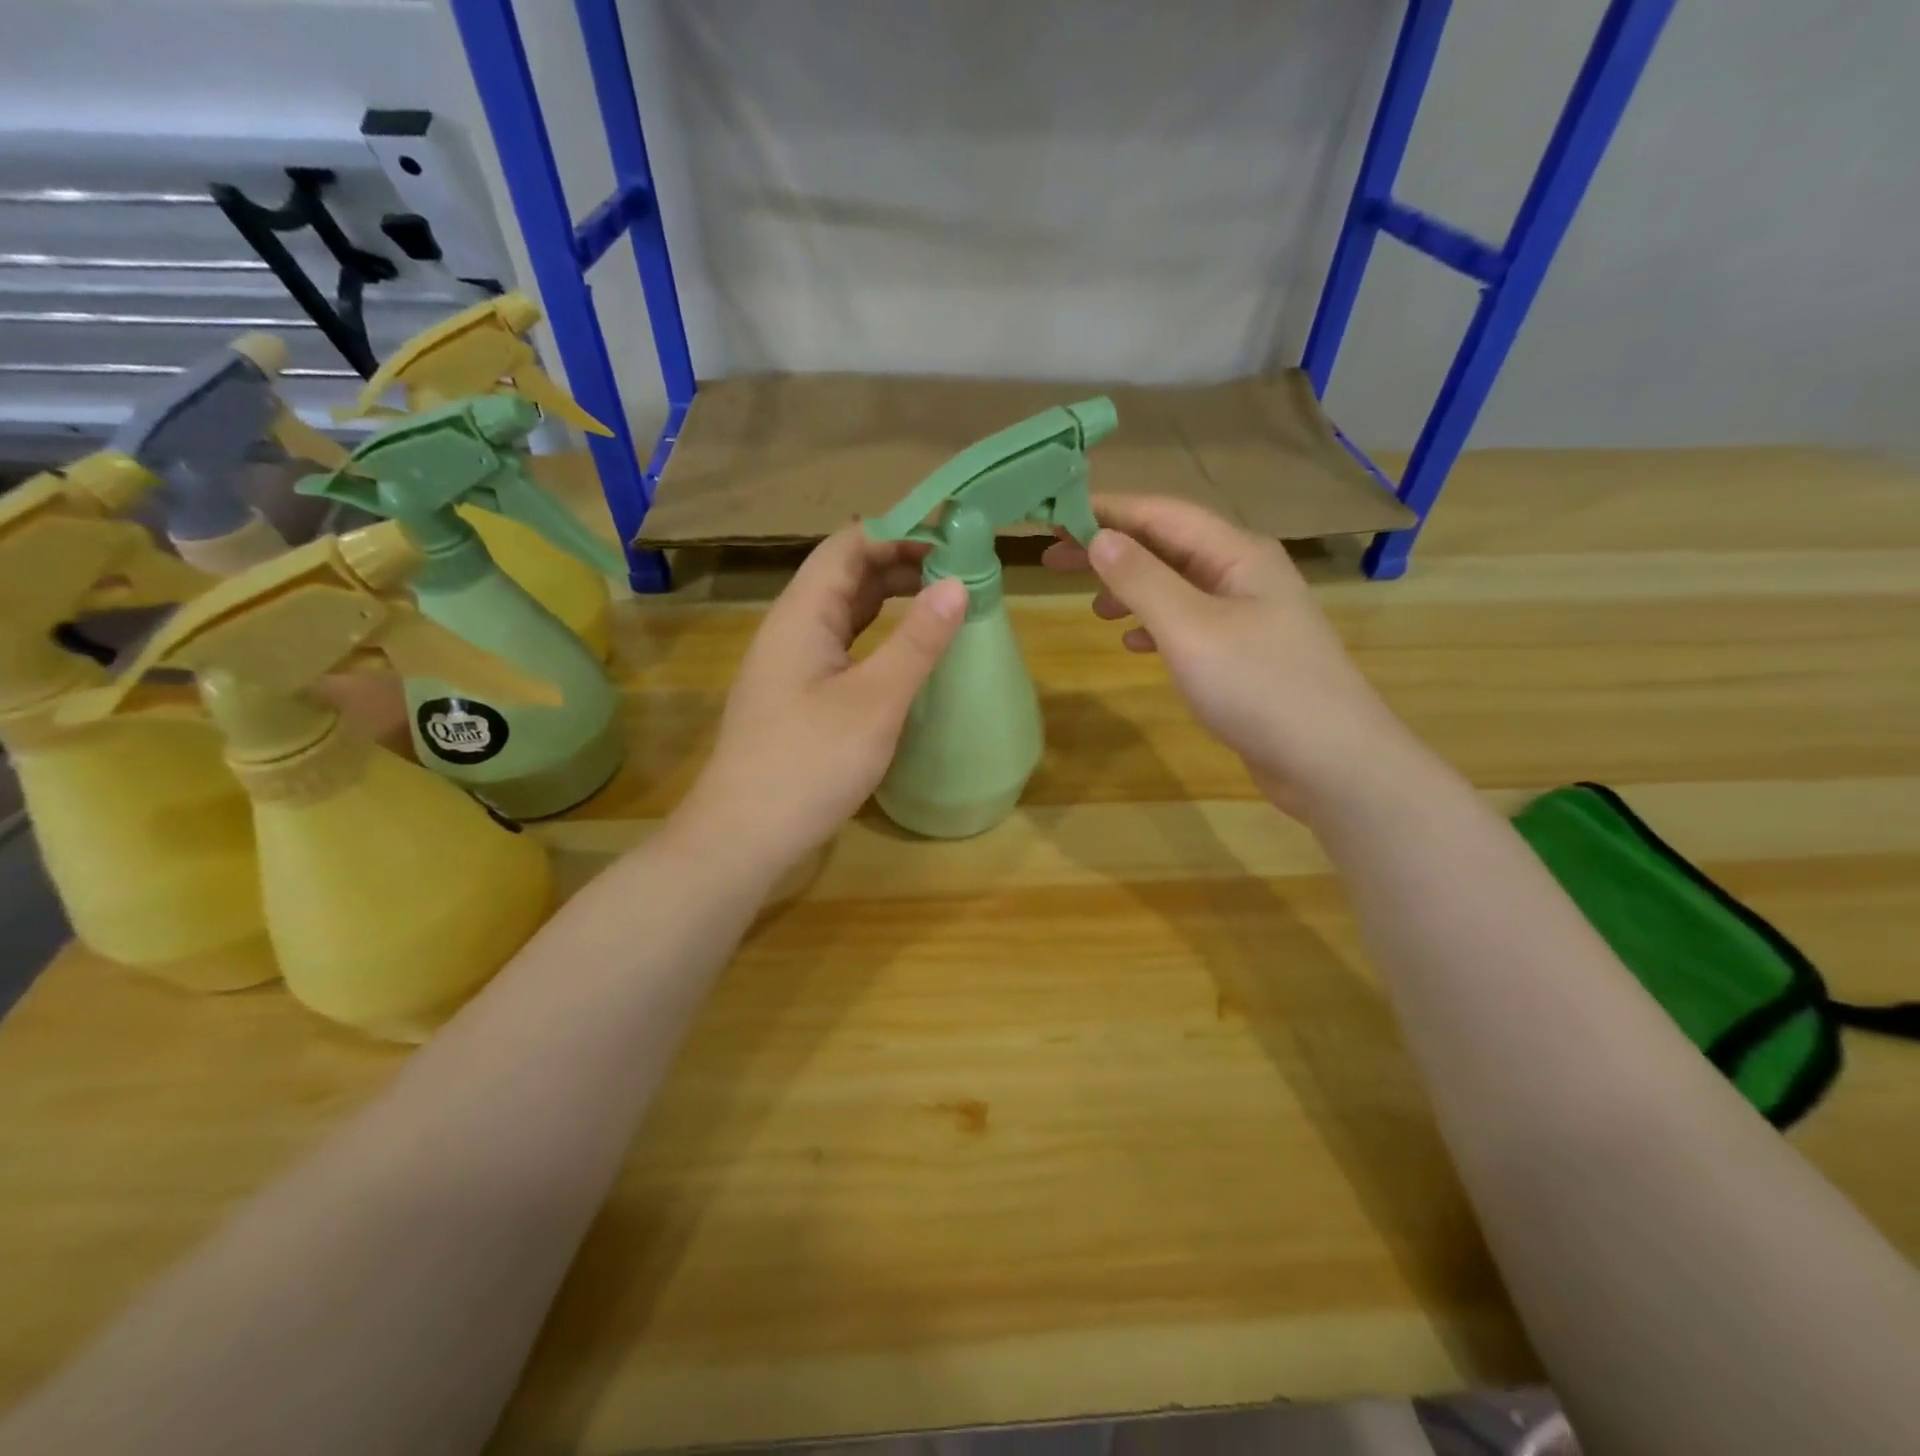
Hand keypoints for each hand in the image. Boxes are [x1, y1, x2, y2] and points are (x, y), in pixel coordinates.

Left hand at [677, 525, 967, 873]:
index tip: (954, 540)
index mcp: (802, 614)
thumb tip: (956, 585)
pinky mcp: (797, 696)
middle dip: (901, 565)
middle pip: (846, 575)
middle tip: (960, 573)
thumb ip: (917, 642)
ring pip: (844, 613)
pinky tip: (904, 653)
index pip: (850, 546)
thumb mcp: (875, 701)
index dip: (900, 533)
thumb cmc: (808, 764)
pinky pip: (841, 647)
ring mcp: (791, 664)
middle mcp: (791, 629)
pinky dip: (877, 637)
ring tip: (942, 603)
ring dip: (890, 601)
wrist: (743, 837)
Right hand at [1043, 496, 1411, 816]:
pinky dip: (1156, 626)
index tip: (1054, 516)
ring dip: (1132, 588)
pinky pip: (1190, 623)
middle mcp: (1244, 574)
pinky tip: (1134, 644)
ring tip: (1093, 606)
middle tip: (1054, 560)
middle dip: (1112, 550)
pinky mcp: (1245, 654)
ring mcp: (1248, 615)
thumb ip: (1142, 580)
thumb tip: (1099, 538)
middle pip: (1168, 546)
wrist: (1331, 761)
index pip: (1161, 514)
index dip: (1105, 511)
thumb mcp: (1190, 628)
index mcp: (1237, 554)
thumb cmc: (1259, 687)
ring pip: (1177, 586)